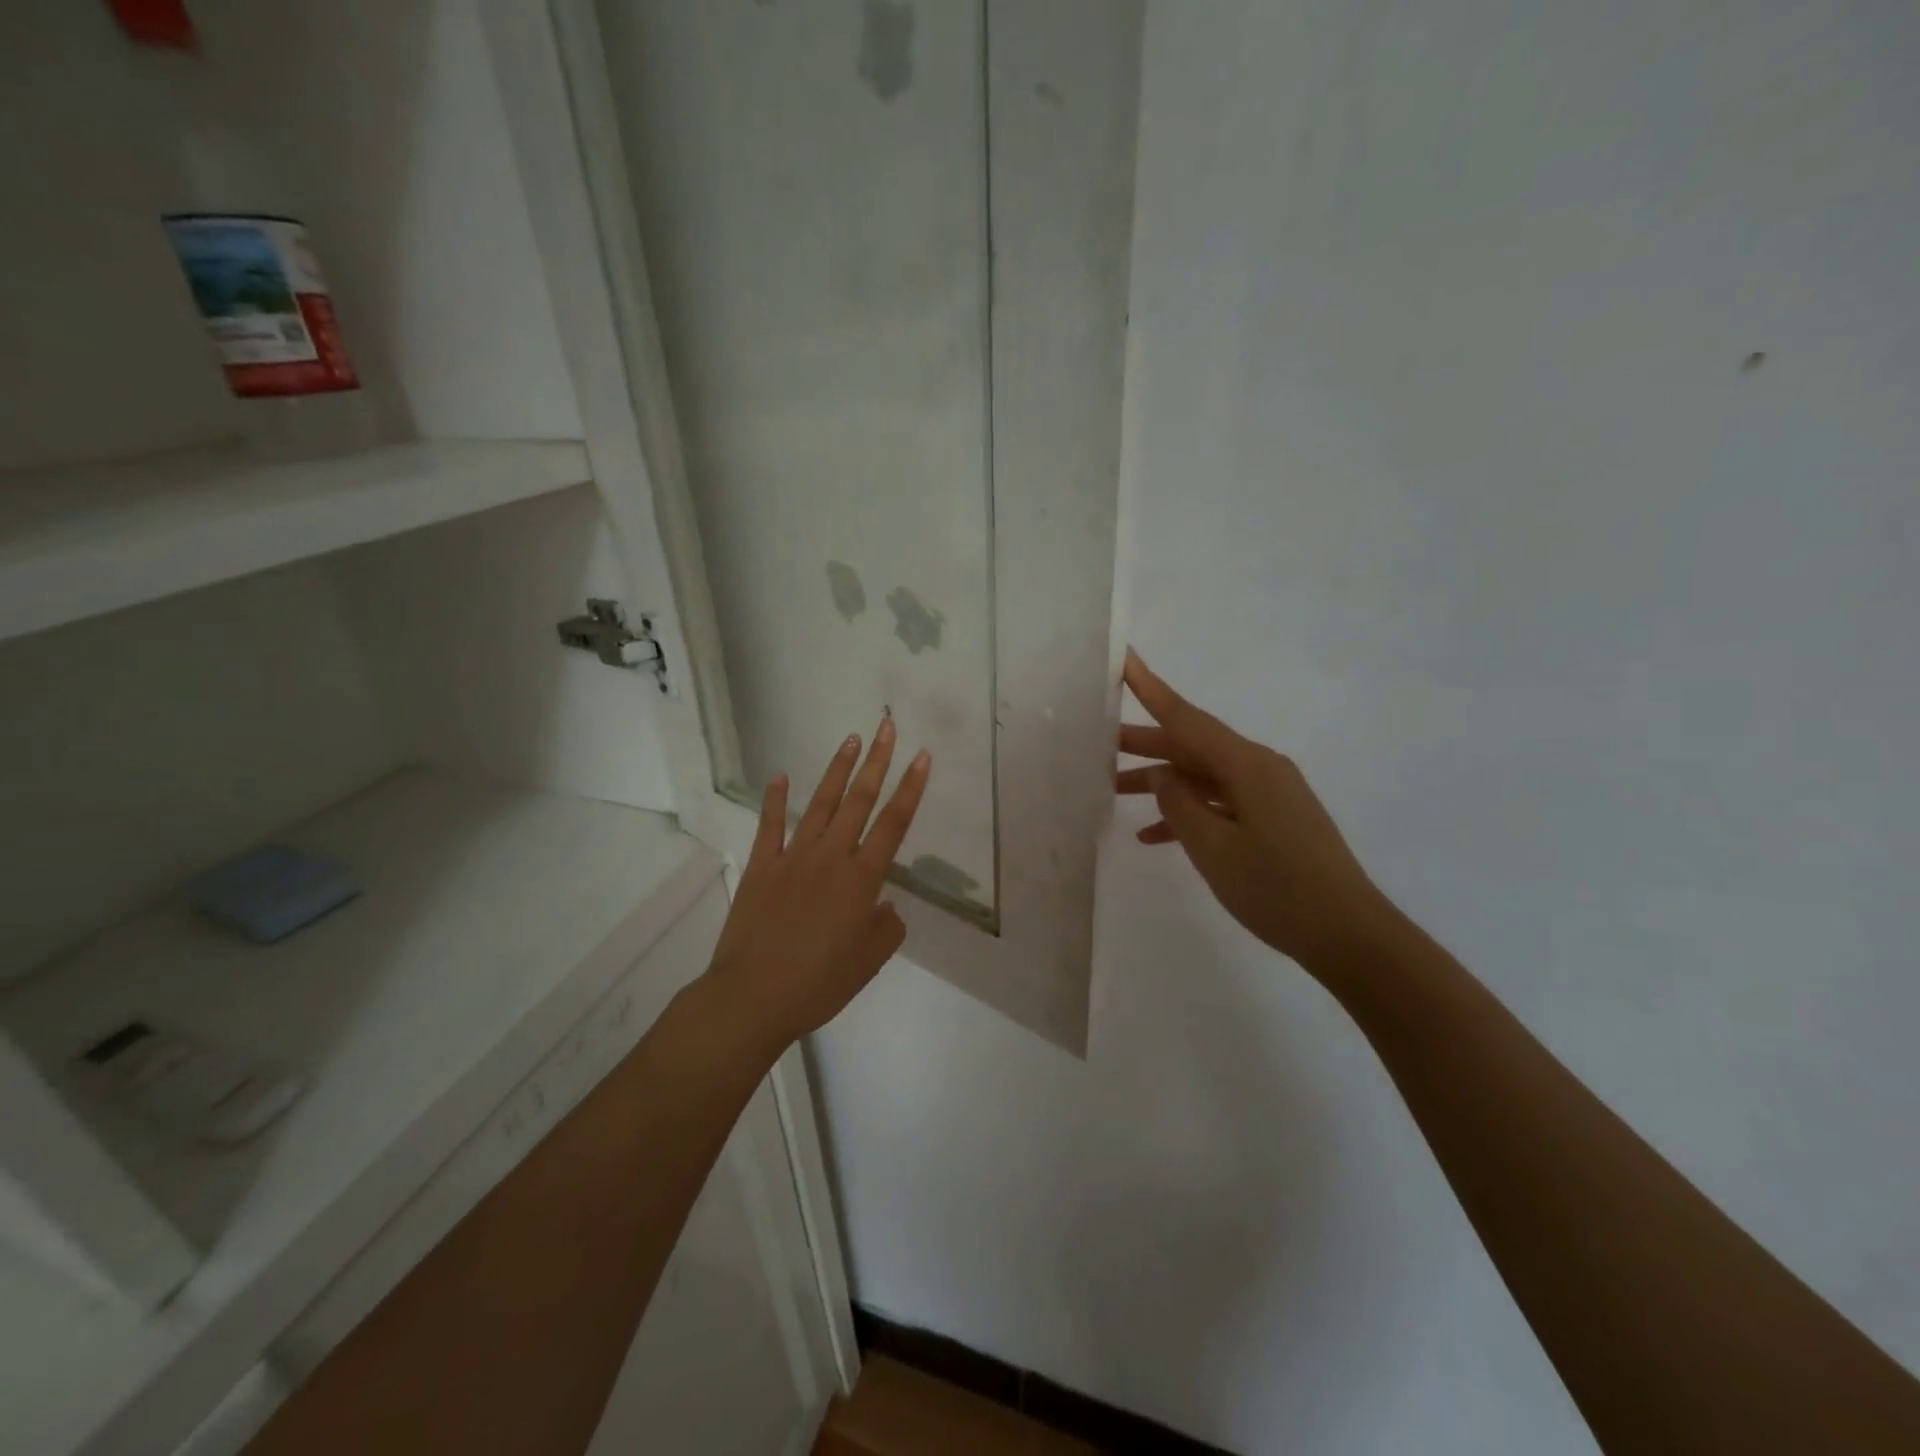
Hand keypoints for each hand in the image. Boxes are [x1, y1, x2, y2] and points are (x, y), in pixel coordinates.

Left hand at [705, 715, 930, 1049]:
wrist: (753, 996)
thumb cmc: (819, 983)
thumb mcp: (869, 962)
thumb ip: (886, 928)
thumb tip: (884, 906)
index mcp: (862, 879)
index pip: (894, 823)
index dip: (911, 788)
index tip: (922, 756)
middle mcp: (831, 857)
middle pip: (860, 800)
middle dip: (877, 761)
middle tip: (887, 726)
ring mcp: (793, 857)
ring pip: (820, 804)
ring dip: (837, 769)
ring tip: (851, 739)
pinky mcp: (761, 866)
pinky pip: (770, 826)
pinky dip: (775, 799)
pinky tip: (780, 775)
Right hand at [1116, 650, 1392, 971]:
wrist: (1349, 934)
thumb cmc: (1277, 889)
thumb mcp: (1214, 848)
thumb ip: (1179, 804)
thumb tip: (1160, 774)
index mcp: (1247, 765)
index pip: (1187, 718)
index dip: (1151, 689)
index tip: (1125, 659)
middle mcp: (1259, 768)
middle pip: (1192, 745)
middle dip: (1145, 744)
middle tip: (1097, 742)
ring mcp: (1269, 794)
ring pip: (1203, 775)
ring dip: (1162, 782)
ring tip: (1114, 789)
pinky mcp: (1273, 818)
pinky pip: (1220, 803)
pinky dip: (1189, 812)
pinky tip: (1153, 835)